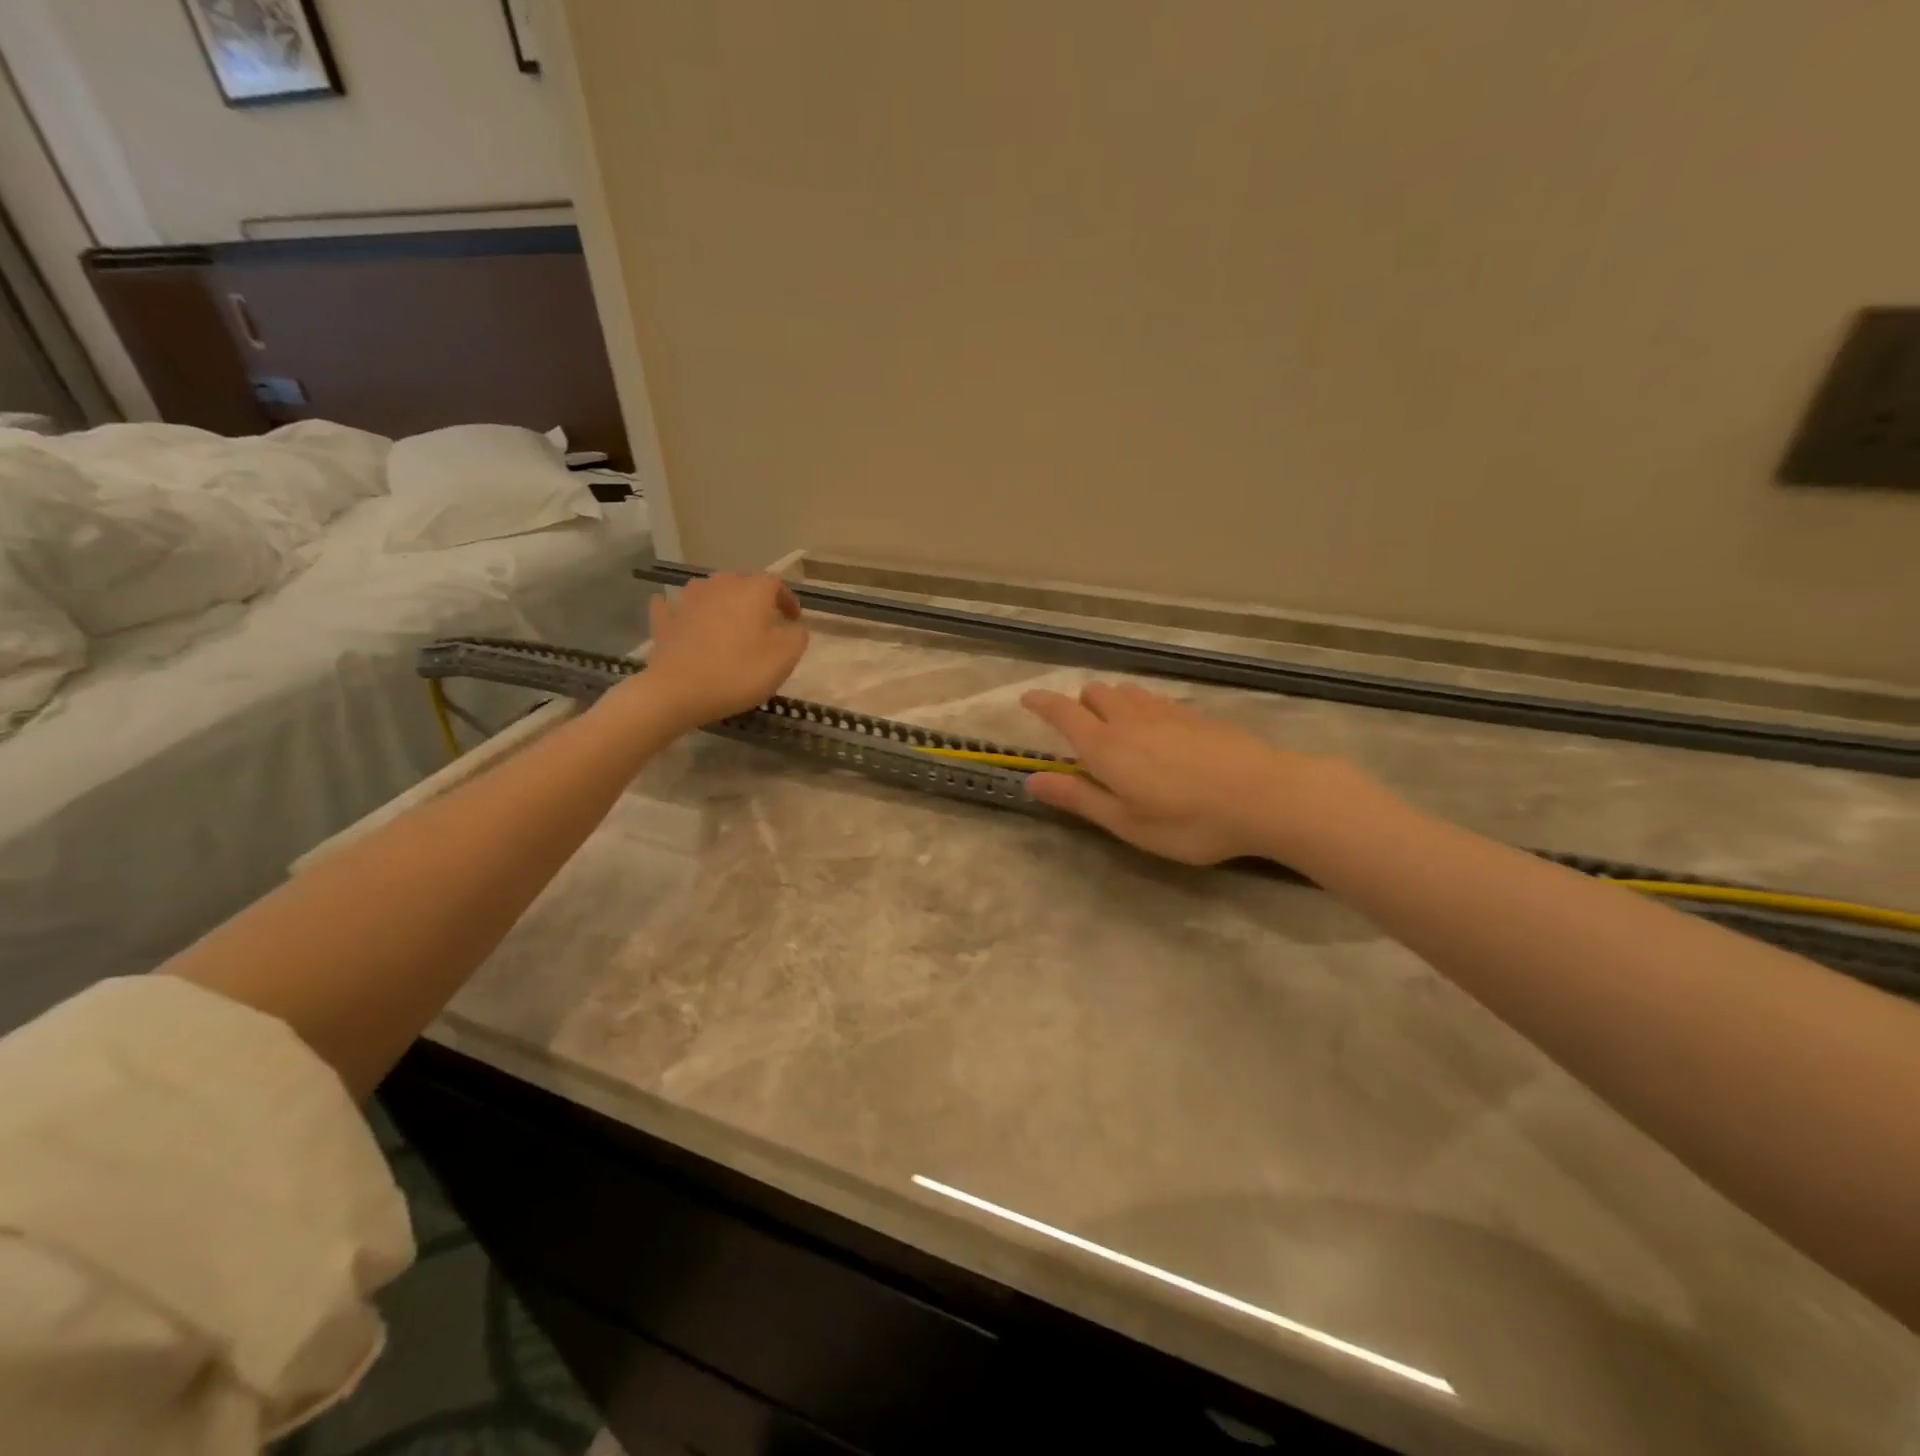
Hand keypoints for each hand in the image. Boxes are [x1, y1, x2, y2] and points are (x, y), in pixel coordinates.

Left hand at [631, 573, 808, 727]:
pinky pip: (675, 606)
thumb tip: (794, 627)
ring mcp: (688, 600)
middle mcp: (720, 586)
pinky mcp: (665, 619)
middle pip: (741, 581)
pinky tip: (684, 617)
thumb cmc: (739, 671)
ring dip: (721, 599)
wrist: (678, 690)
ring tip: (728, 618)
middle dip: (755, 596)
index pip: (776, 584)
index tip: (793, 619)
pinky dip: (683, 610)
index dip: (787, 600)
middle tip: (764, 618)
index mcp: (752, 591)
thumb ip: (797, 637)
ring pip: (709, 589)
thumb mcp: (785, 658)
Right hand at [1021, 682, 1359, 864]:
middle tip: (1081, 731)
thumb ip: (1078, 797)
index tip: (1026, 699)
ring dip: (1111, 702)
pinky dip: (1142, 707)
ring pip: (1127, 691)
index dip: (1041, 703)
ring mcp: (1167, 712)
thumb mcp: (1126, 822)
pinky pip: (1156, 699)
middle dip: (1080, 703)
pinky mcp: (1197, 715)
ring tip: (1117, 729)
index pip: (1063, 712)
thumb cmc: (1188, 820)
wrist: (1265, 795)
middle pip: (1095, 692)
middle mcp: (1130, 719)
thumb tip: (1032, 780)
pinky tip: (1158, 733)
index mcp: (1105, 746)